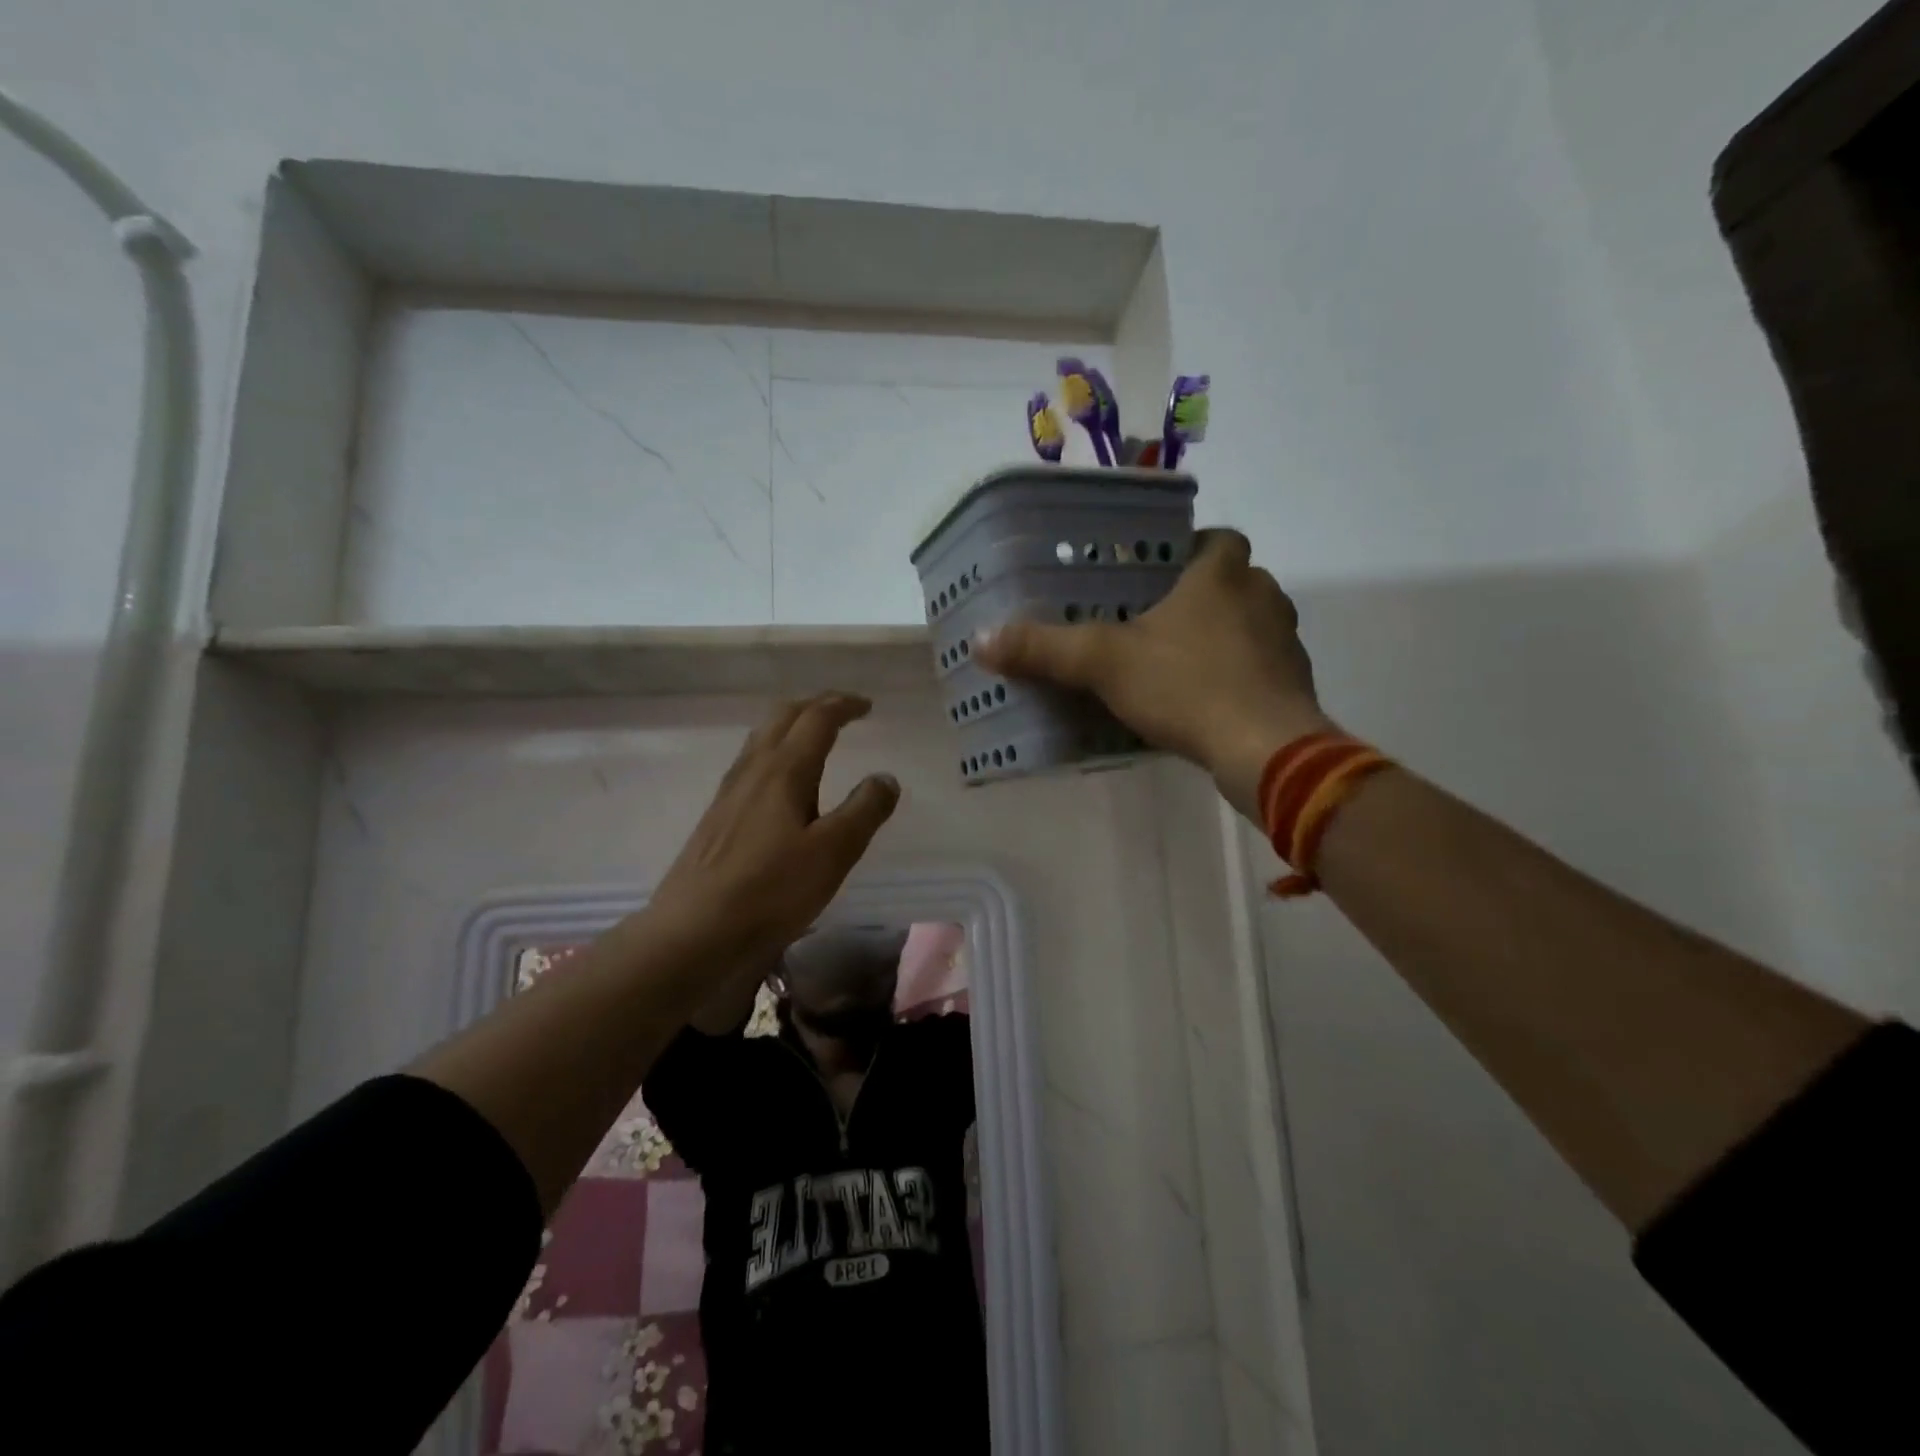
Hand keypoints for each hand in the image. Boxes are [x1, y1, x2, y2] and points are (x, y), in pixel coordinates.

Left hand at [645, 693, 899, 963]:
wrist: (694, 932)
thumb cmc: (771, 891)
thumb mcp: (833, 853)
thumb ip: (864, 811)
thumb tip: (886, 778)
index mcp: (784, 771)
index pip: (817, 719)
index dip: (843, 706)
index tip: (867, 706)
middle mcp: (753, 771)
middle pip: (783, 717)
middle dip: (815, 706)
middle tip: (842, 712)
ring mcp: (729, 793)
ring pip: (761, 739)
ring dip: (791, 726)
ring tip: (814, 737)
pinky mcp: (717, 818)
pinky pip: (750, 764)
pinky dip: (774, 752)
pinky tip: (780, 782)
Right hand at [975, 529, 1329, 818]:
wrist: (1267, 750)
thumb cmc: (1188, 686)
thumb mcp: (1104, 664)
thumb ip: (1045, 649)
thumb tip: (980, 640)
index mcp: (1222, 573)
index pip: (1216, 537)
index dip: (1189, 548)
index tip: (1157, 573)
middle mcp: (1262, 596)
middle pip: (1233, 581)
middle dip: (1199, 595)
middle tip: (1154, 620)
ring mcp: (1285, 642)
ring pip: (1249, 624)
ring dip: (1220, 635)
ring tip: (1174, 662)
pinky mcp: (1294, 685)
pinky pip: (1259, 666)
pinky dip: (1236, 675)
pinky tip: (1203, 701)